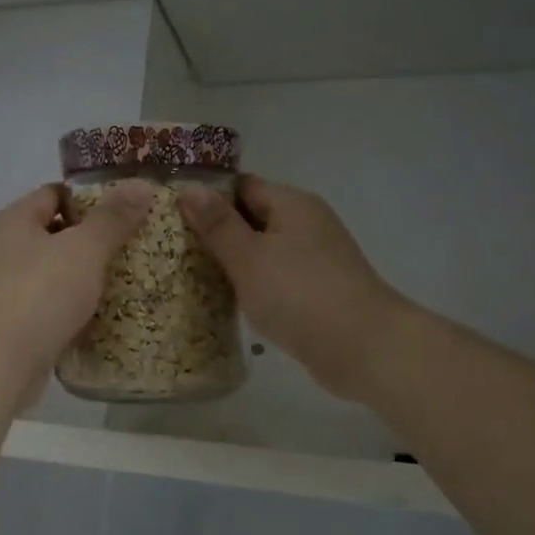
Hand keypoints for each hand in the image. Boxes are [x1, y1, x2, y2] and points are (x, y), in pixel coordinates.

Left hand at [0, 182, 156, 405]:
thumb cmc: (40, 295)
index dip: (91, 200)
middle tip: (133, 250)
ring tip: (124, 284)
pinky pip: (48, 307)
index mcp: (13, 220)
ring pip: (53, 274)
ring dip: (83, 279)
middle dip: (92, 242)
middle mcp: (1, 249)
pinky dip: (71, 310)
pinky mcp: (10, 325)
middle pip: (54, 234)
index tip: (127, 214)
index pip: (55, 194)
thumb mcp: (85, 249)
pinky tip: (99, 319)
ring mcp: (2, 289)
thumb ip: (113, 218)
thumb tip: (141, 185)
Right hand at [179, 176, 409, 402]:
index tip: (170, 216)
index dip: (206, 197)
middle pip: (252, 217)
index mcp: (292, 204)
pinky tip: (227, 300)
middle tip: (171, 248)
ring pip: (262, 250)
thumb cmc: (300, 295)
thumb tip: (189, 188)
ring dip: (232, 261)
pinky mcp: (317, 290)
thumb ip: (218, 224)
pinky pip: (275, 277)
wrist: (364, 349)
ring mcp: (314, 258)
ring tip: (189, 274)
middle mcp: (306, 223)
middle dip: (215, 232)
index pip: (240, 186)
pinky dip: (252, 284)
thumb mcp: (249, 257)